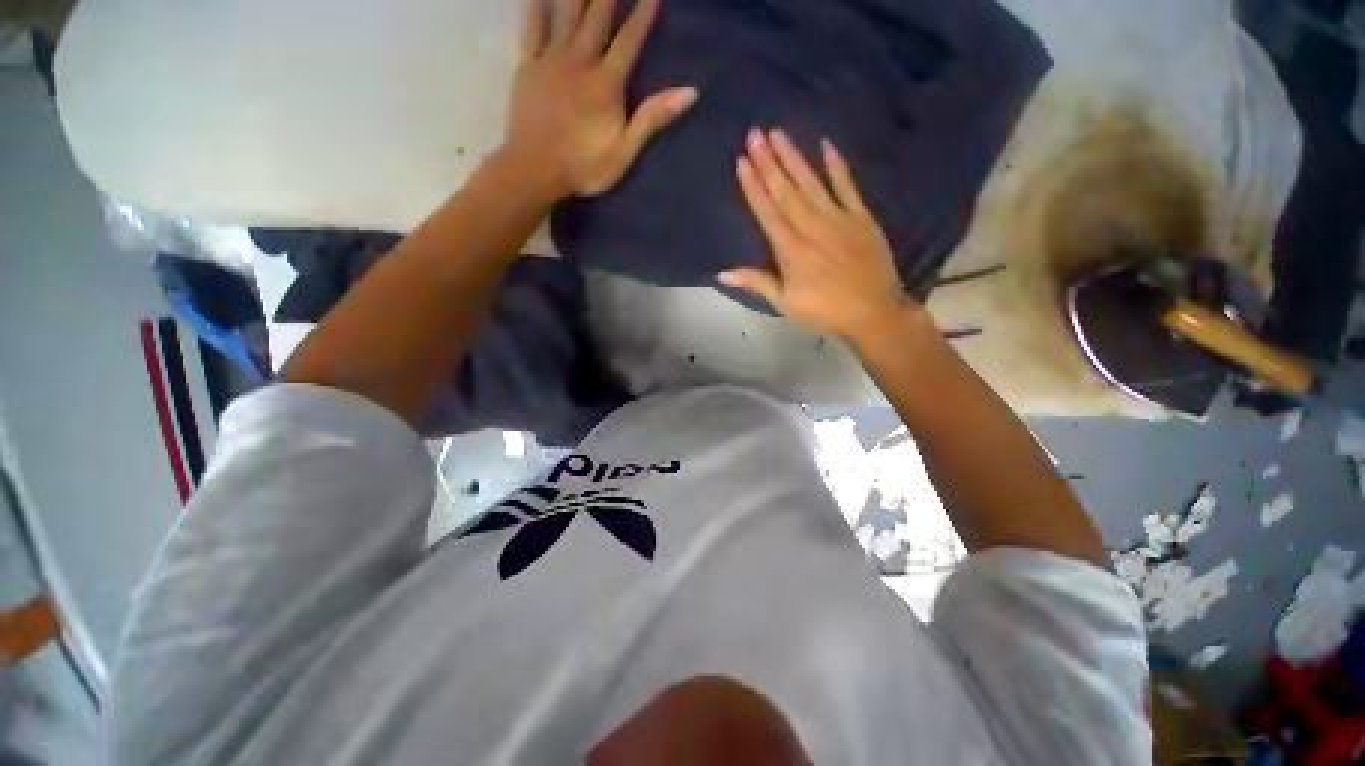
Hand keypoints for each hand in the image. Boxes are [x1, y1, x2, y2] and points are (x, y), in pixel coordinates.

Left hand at [504, 0, 697, 198]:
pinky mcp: (527, 65)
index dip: (642, 13)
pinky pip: (532, 26)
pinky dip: (537, 4)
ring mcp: (550, 60)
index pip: (629, 40)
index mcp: (606, 84)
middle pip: (597, 16)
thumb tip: (689, 92)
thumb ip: (652, 118)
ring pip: (566, 13)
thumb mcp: (624, 151)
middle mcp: (579, 61)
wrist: (534, 172)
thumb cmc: (584, 167)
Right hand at [721, 129, 914, 342]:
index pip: (768, 212)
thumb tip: (722, 273)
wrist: (873, 312)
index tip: (742, 162)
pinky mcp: (861, 217)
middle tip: (755, 133)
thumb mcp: (785, 303)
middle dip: (768, 162)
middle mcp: (812, 227)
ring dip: (794, 157)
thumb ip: (757, 283)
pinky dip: (837, 165)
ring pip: (812, 183)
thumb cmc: (824, 310)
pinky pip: (847, 186)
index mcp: (791, 250)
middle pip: (786, 191)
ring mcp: (839, 219)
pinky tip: (826, 144)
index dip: (754, 186)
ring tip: (778, 133)